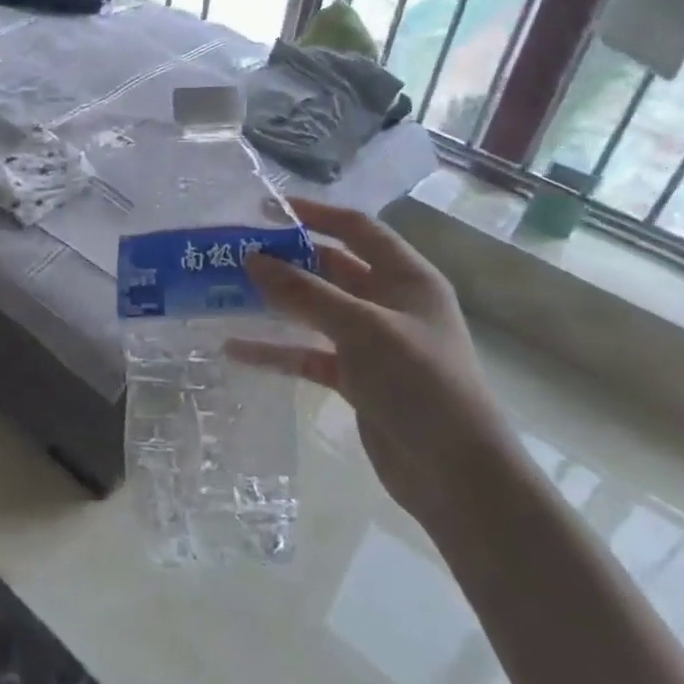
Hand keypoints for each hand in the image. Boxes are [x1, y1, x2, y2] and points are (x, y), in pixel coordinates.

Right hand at [234, 198, 518, 528]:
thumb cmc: (420, 383)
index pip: (357, 229)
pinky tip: (238, 350)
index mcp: (407, 278)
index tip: (267, 209)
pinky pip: (309, 354)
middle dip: (287, 260)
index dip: (315, 214)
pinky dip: (278, 351)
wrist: (456, 473)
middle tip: (235, 254)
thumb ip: (306, 293)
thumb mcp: (362, 328)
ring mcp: (372, 343)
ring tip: (227, 293)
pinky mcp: (357, 379)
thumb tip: (252, 259)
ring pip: (316, 311)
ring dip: (277, 303)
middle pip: (332, 268)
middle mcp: (390, 303)